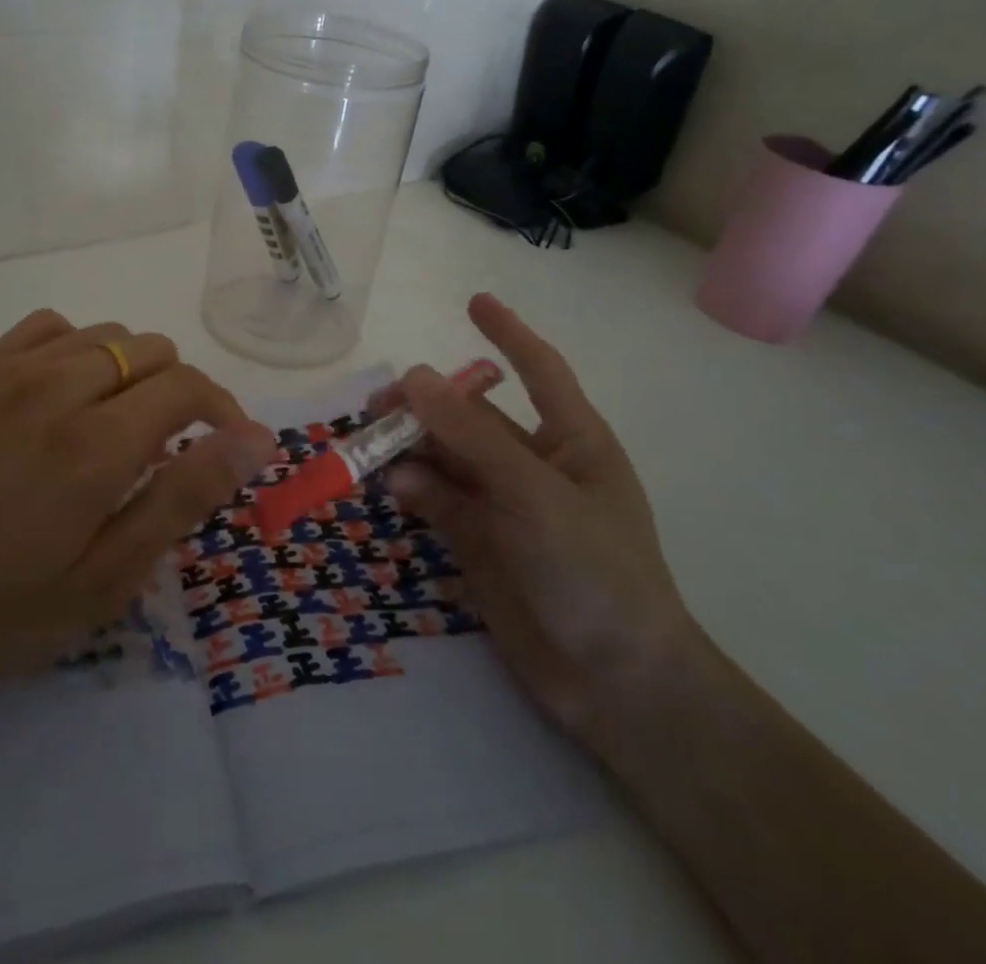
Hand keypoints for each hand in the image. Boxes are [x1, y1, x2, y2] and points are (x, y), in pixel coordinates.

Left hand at [0, 309, 271, 735]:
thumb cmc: (3, 608)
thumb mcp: (108, 577)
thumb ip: (185, 497)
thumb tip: (254, 440)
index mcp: (97, 445)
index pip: (187, 385)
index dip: (222, 410)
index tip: (227, 445)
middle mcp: (58, 388)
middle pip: (153, 350)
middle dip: (179, 393)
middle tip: (167, 449)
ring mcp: (10, 371)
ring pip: (107, 333)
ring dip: (132, 370)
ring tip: (118, 423)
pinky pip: (50, 326)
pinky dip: (78, 348)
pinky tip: (67, 391)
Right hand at [380, 293, 694, 739]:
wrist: (614, 684)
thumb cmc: (595, 572)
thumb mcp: (534, 495)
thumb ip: (471, 437)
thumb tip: (412, 375)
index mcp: (572, 441)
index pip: (539, 370)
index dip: (508, 333)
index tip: (473, 301)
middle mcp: (534, 465)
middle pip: (472, 416)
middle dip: (428, 404)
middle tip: (378, 405)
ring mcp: (504, 504)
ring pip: (446, 457)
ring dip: (410, 447)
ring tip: (371, 446)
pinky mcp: (478, 541)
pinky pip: (436, 499)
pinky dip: (413, 489)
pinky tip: (394, 491)